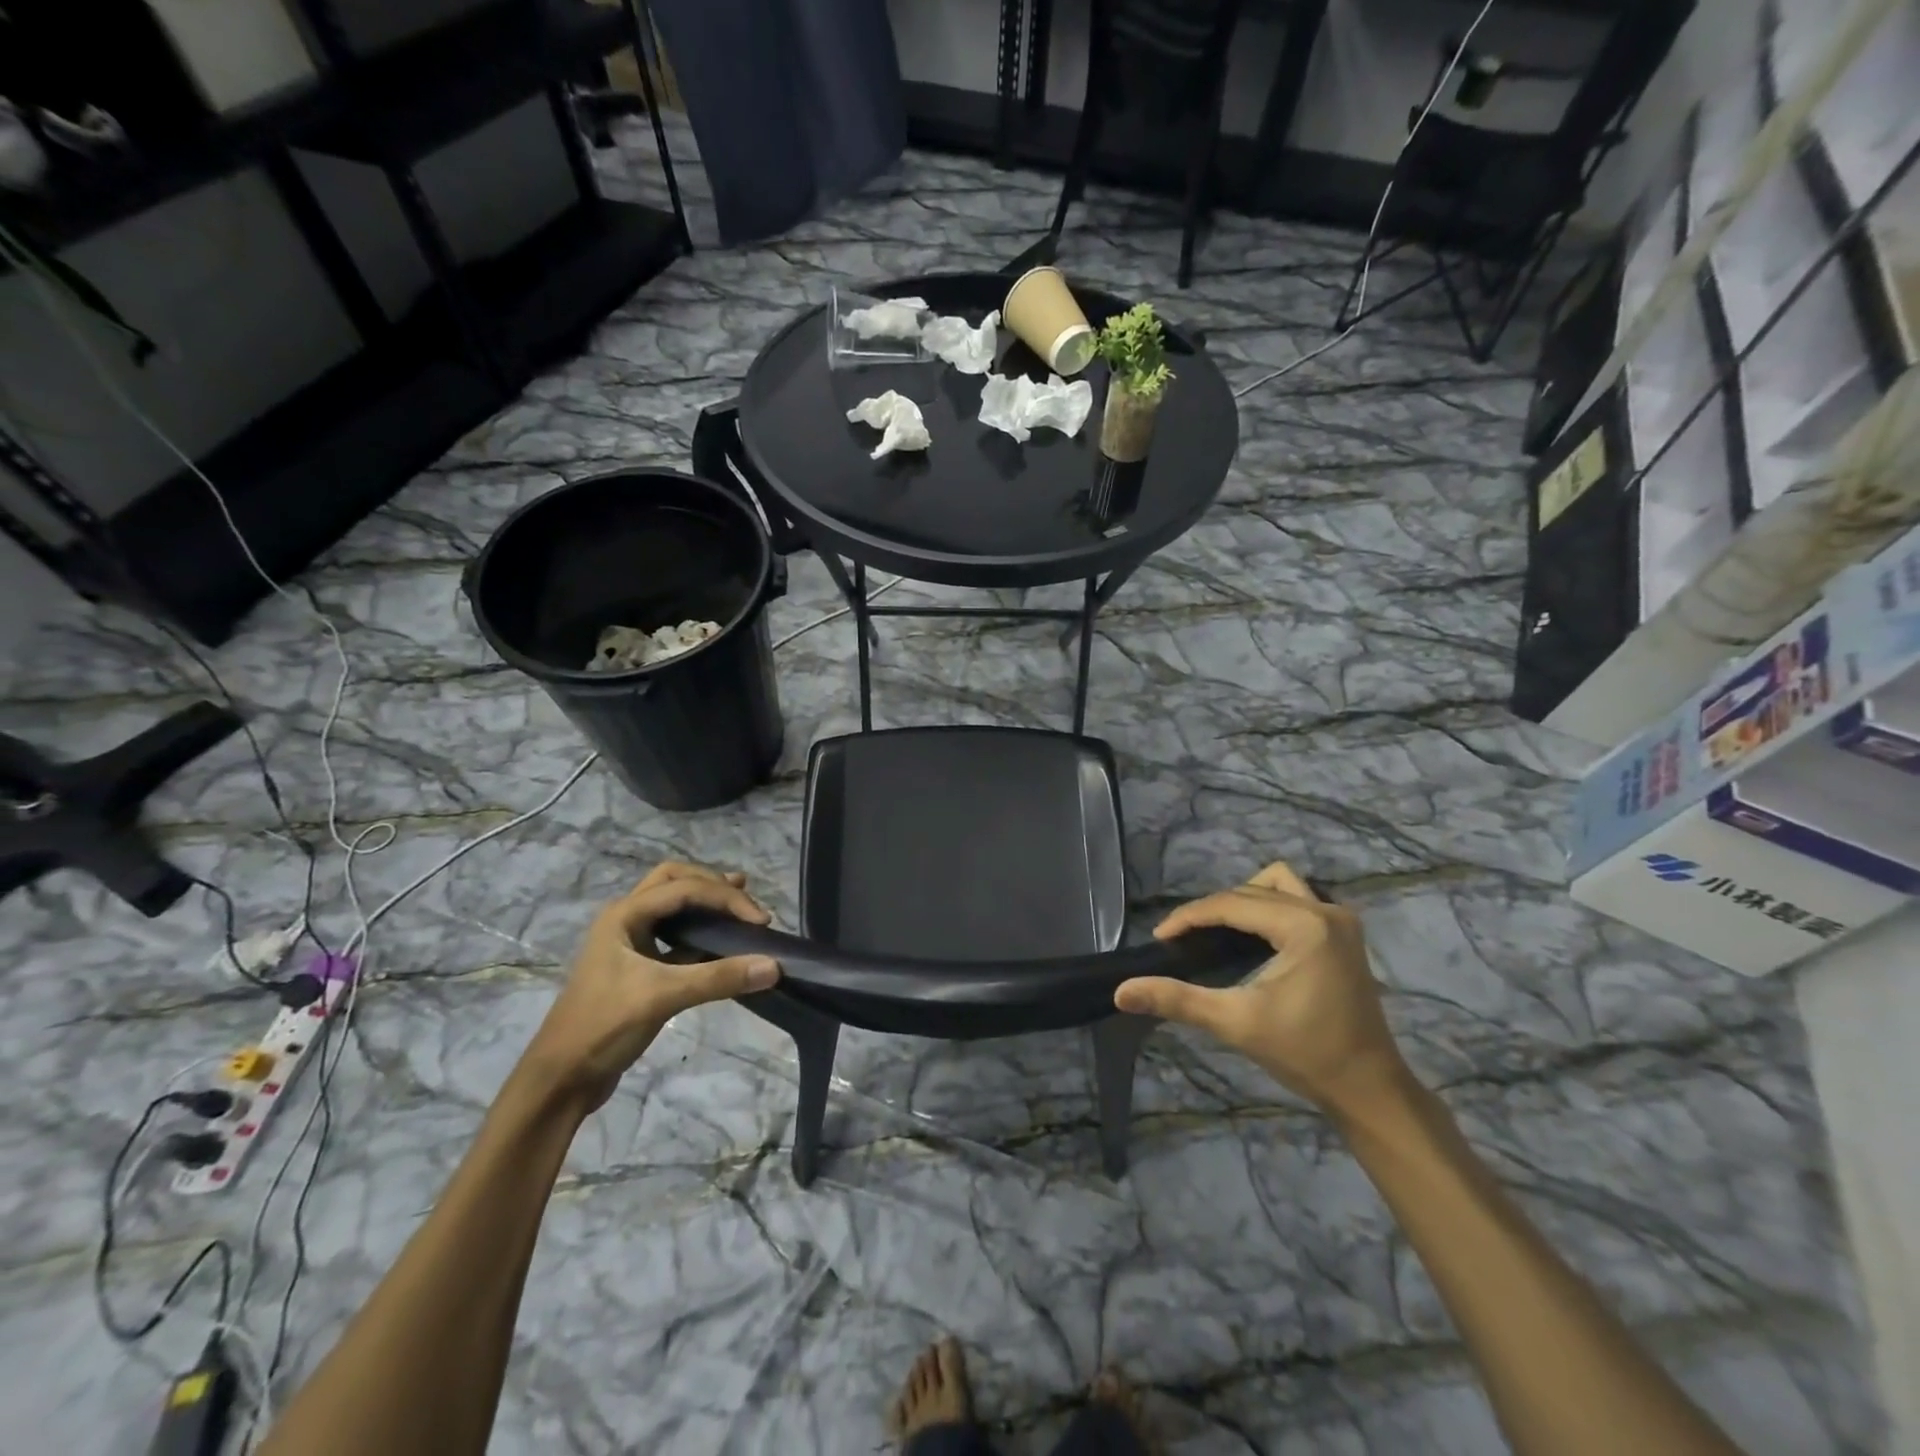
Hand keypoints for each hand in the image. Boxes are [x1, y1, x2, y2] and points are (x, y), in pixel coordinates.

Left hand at [519, 862, 779, 1111]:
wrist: (561, 1079)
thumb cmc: (604, 1026)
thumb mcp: (663, 997)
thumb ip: (719, 978)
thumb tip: (773, 965)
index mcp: (624, 914)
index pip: (685, 888)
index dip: (726, 898)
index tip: (760, 921)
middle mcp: (625, 919)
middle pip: (673, 881)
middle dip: (711, 884)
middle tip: (745, 897)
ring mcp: (629, 943)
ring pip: (672, 907)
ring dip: (705, 904)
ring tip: (739, 907)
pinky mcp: (637, 968)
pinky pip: (674, 936)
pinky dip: (700, 933)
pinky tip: (721, 945)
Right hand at [1114, 861, 1409, 1119]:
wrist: (1370, 1090)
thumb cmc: (1305, 1054)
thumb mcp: (1235, 1023)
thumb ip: (1177, 1000)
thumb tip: (1121, 991)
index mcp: (1303, 926)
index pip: (1230, 904)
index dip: (1189, 917)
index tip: (1159, 937)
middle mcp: (1325, 910)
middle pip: (1250, 891)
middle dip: (1212, 910)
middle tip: (1184, 942)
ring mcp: (1340, 920)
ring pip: (1277, 884)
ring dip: (1244, 899)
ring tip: (1219, 932)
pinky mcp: (1345, 934)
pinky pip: (1296, 899)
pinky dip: (1268, 907)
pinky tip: (1253, 939)